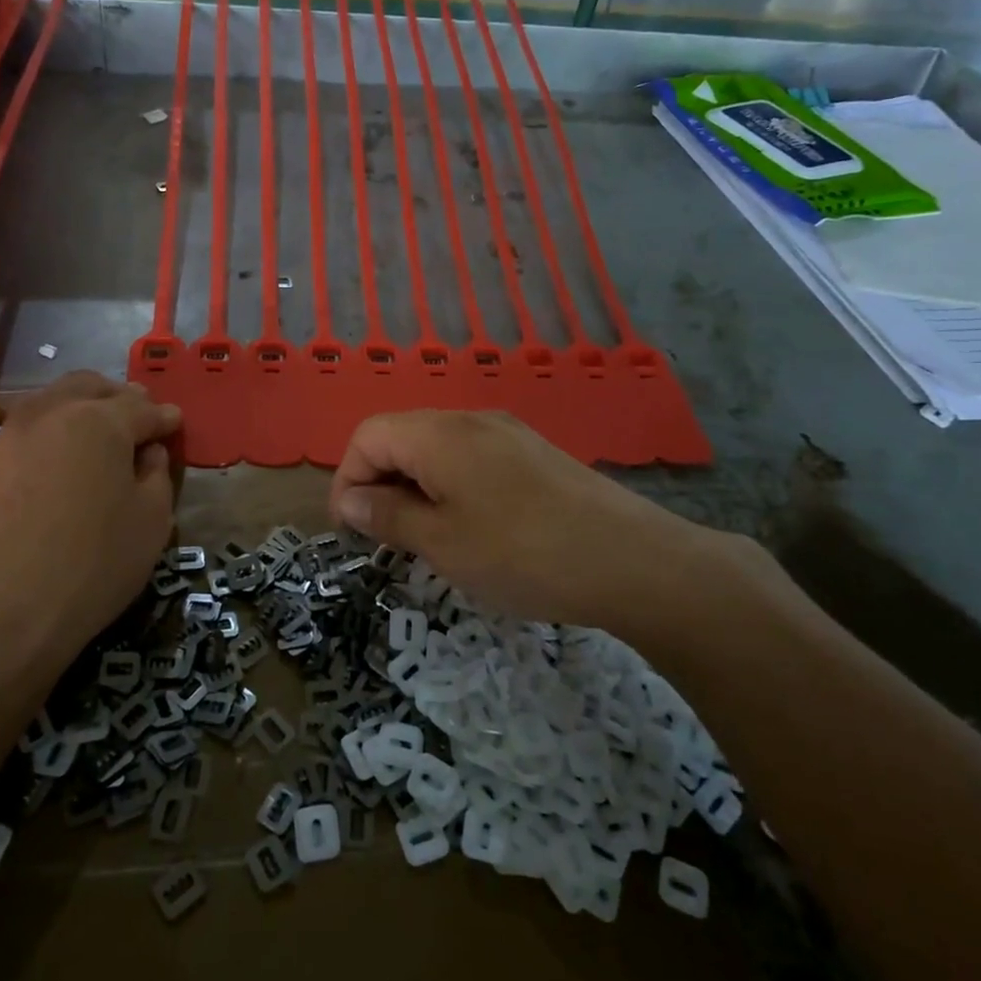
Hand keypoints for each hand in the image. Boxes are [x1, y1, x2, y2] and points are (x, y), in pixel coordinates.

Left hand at [0, 372, 179, 660]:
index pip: (142, 408)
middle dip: (119, 398)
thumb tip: (147, 452)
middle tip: (138, 420)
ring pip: (50, 403)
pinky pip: (23, 434)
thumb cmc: (93, 566)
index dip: (164, 417)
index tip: (175, 424)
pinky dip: (49, 437)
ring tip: (97, 439)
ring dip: (80, 410)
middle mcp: (49, 414)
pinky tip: (57, 467)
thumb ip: (157, 473)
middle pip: (89, 387)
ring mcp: (6, 437)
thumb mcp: (152, 521)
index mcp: (98, 421)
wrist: (1, 617)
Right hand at [329, 410, 756, 638]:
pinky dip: (451, 487)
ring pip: (437, 449)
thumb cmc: (522, 554)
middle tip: (385, 539)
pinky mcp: (534, 454)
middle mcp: (471, 420)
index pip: (368, 436)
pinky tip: (471, 528)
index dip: (347, 480)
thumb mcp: (442, 543)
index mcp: (439, 434)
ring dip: (415, 487)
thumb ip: (388, 516)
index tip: (352, 531)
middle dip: (380, 483)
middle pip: (401, 436)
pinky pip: (472, 459)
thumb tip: (350, 501)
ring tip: (425, 538)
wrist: (633, 561)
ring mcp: (508, 433)